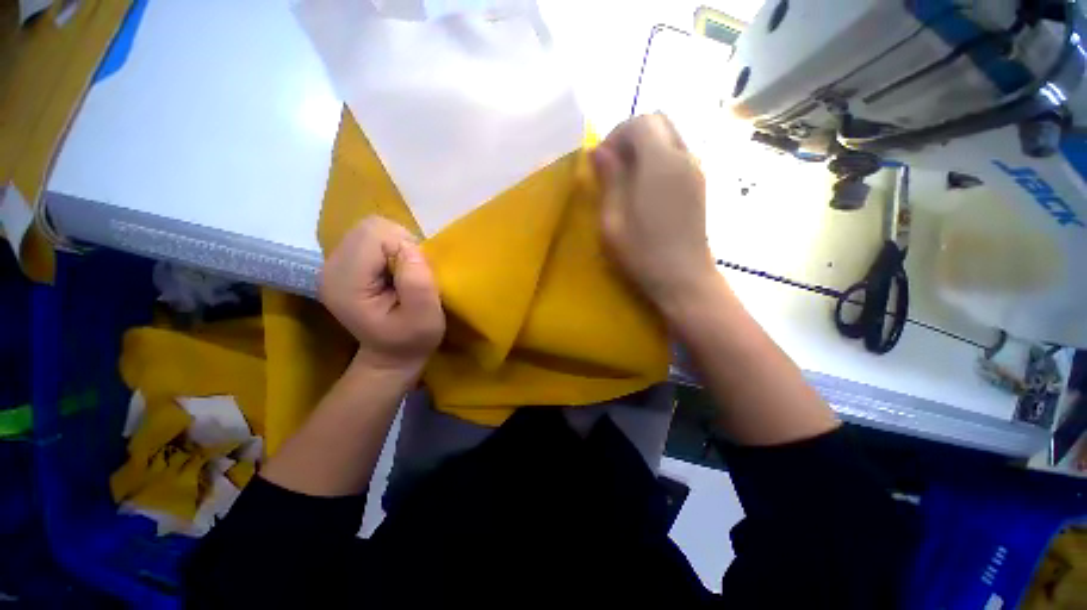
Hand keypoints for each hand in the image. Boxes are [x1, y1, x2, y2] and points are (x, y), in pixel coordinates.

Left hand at [319, 216, 445, 379]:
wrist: (391, 355)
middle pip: (369, 227)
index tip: (418, 275)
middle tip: (413, 272)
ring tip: (404, 273)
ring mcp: (335, 264)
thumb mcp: (425, 320)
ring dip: (397, 245)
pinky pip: (371, 238)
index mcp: (346, 282)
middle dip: (401, 243)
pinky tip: (395, 271)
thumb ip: (418, 285)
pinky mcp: (345, 263)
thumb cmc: (412, 341)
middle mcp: (331, 267)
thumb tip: (412, 249)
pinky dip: (391, 248)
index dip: (405, 248)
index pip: (375, 236)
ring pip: (371, 229)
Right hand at [591, 113, 716, 311]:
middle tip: (613, 165)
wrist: (684, 278)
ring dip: (645, 148)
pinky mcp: (699, 186)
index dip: (616, 134)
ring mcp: (696, 171)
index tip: (601, 161)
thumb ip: (609, 179)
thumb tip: (599, 150)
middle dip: (631, 136)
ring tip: (627, 180)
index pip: (641, 122)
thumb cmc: (642, 253)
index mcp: (660, 163)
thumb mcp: (613, 219)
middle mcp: (684, 157)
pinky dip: (658, 161)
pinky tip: (645, 190)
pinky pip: (678, 157)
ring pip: (670, 138)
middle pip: (659, 122)